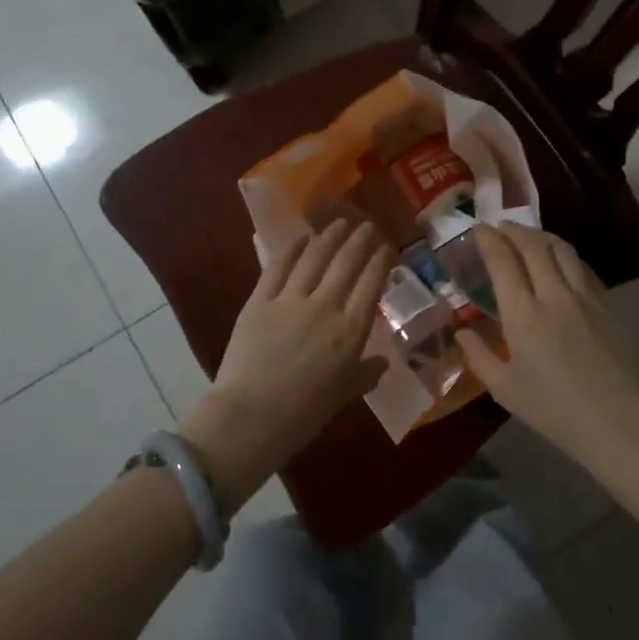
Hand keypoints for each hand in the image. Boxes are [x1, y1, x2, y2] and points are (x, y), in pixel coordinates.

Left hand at [185, 220, 391, 510]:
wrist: (252, 416)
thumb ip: (363, 375)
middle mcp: (325, 307)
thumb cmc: (303, 414)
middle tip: (366, 225)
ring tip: (339, 223)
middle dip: (359, 241)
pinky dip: (290, 250)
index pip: (372, 285)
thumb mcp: (342, 396)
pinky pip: (277, 268)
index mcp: (351, 331)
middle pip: (346, 264)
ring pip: (314, 259)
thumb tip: (381, 364)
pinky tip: (300, 238)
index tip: (386, 247)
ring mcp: (290, 300)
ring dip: (329, 237)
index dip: (381, 262)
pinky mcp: (260, 301)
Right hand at [458, 224, 638, 470]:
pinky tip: (559, 261)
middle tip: (500, 227)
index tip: (478, 229)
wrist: (614, 420)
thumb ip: (478, 356)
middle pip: (534, 246)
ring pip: (562, 251)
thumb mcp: (504, 389)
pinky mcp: (606, 306)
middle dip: (514, 230)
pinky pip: (582, 268)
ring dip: (541, 236)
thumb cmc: (552, 409)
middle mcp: (554, 296)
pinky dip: (564, 255)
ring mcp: (584, 298)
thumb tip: (461, 332)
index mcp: (523, 316)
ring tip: (528, 236)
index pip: (504, 262)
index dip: (490, 240)